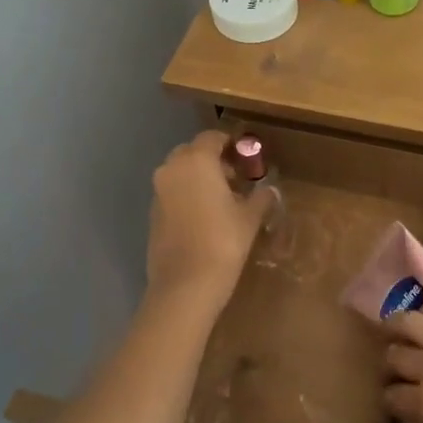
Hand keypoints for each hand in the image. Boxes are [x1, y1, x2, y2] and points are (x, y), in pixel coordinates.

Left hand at [144, 131, 273, 304]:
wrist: (185, 285)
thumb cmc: (223, 243)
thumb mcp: (249, 218)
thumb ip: (260, 198)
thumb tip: (269, 190)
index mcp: (196, 161)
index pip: (213, 137)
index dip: (231, 143)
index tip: (247, 156)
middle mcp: (172, 169)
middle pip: (193, 152)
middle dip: (213, 160)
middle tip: (236, 177)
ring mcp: (158, 191)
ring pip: (180, 172)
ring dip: (199, 178)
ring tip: (224, 198)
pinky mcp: (152, 213)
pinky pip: (172, 192)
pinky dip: (187, 195)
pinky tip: (206, 216)